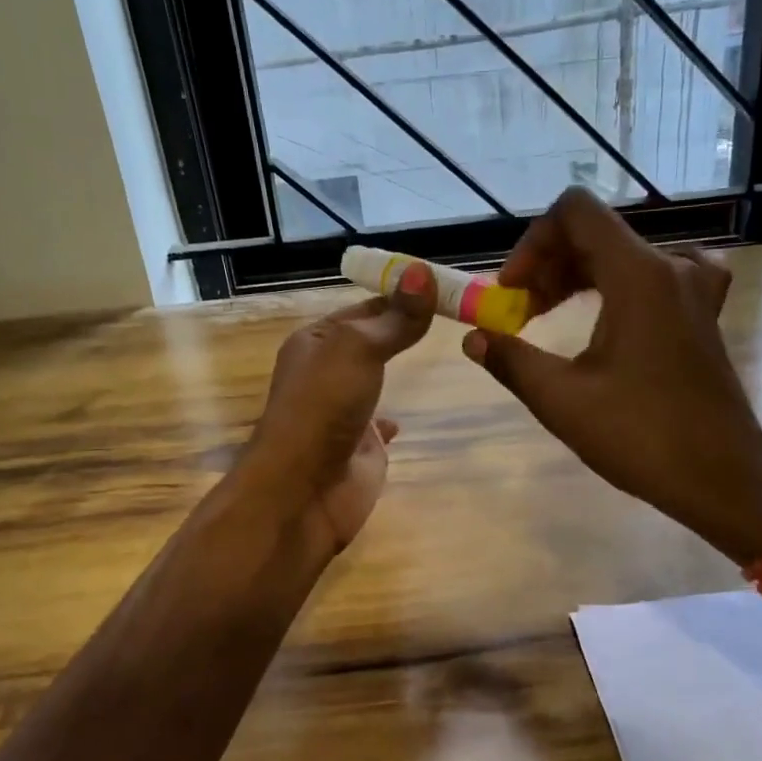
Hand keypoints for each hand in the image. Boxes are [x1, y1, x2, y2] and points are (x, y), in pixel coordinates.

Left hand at [240, 263, 435, 552]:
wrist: (304, 489)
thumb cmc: (324, 406)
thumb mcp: (359, 349)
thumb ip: (395, 318)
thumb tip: (423, 271)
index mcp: (316, 342)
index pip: (365, 308)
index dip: (401, 295)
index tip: (444, 286)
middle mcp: (326, 372)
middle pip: (372, 342)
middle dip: (404, 330)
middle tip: (457, 315)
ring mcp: (342, 411)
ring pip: (375, 381)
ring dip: (397, 370)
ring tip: (442, 354)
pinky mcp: (359, 447)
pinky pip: (378, 425)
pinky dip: (391, 419)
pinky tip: (405, 419)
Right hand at [462, 189, 761, 560]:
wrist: (723, 477)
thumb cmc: (641, 437)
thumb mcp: (562, 400)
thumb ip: (511, 360)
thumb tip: (473, 338)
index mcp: (637, 275)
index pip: (575, 212)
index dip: (532, 241)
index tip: (512, 290)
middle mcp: (670, 268)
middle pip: (596, 234)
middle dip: (547, 265)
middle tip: (519, 313)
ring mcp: (694, 290)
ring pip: (623, 256)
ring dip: (578, 277)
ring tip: (548, 317)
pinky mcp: (702, 314)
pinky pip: (657, 275)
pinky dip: (620, 285)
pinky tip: (613, 311)